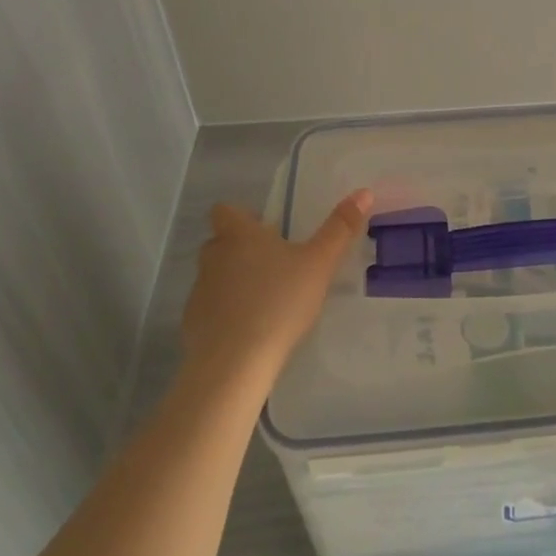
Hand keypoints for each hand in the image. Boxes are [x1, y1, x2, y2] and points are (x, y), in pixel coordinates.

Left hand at [179, 189, 373, 381]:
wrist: (234, 364)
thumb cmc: (279, 302)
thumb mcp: (320, 264)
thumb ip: (340, 229)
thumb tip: (363, 192)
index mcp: (239, 236)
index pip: (224, 210)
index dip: (241, 216)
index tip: (265, 229)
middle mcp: (213, 257)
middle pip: (219, 242)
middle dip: (240, 249)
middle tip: (274, 264)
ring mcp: (198, 292)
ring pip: (214, 276)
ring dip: (233, 282)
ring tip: (265, 300)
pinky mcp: (192, 324)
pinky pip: (209, 309)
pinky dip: (225, 313)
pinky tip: (249, 330)